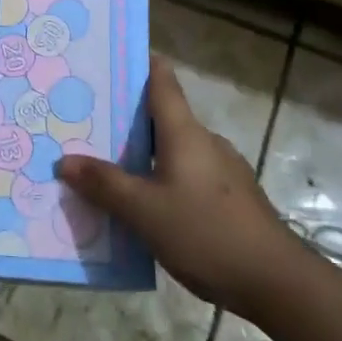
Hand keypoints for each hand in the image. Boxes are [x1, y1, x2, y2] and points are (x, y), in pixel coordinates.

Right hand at [55, 55, 307, 307]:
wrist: (276, 282)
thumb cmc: (206, 233)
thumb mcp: (143, 211)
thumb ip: (104, 184)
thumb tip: (65, 161)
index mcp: (185, 133)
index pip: (163, 82)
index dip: (141, 64)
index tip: (112, 58)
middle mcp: (205, 142)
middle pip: (162, 118)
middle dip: (125, 118)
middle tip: (86, 122)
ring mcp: (222, 171)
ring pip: (173, 151)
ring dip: (142, 154)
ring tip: (105, 167)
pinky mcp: (229, 198)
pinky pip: (185, 176)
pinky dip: (160, 179)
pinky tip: (142, 204)